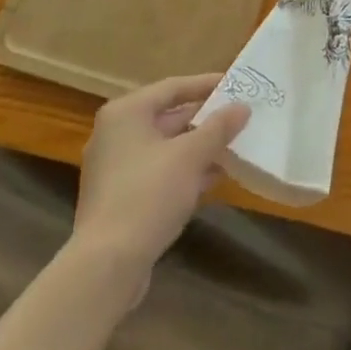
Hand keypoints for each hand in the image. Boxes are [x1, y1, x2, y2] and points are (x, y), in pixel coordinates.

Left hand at [74, 74, 250, 288]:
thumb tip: (243, 107)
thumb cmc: (149, 195)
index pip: (173, 87)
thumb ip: (218, 128)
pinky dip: (184, 170)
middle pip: (167, 117)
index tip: (236, 85)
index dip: (206, 85)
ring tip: (233, 146)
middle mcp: (115, 133)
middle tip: (238, 117)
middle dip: (204, 119)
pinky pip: (158, 171)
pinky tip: (213, 178)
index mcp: (126, 113)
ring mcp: (114, 167)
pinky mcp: (118, 197)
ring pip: (164, 147)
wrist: (107, 264)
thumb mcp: (190, 156)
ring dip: (198, 147)